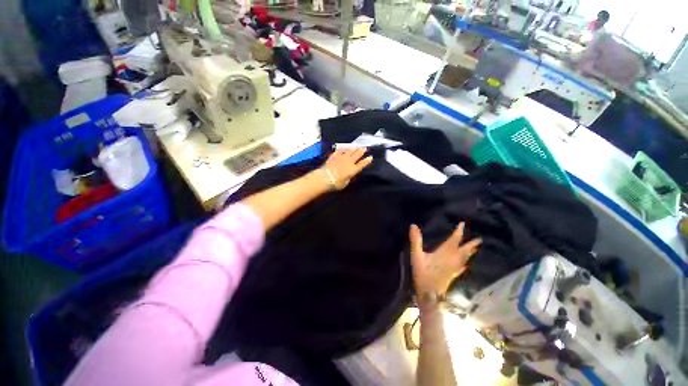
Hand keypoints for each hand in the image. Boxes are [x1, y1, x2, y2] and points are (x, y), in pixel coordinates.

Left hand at [321, 148, 372, 189]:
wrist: (325, 177)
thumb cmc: (336, 183)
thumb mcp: (346, 183)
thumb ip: (349, 177)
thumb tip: (350, 174)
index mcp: (353, 170)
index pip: (362, 164)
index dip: (366, 161)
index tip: (370, 157)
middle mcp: (349, 162)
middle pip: (357, 155)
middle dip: (361, 151)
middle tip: (364, 148)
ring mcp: (341, 158)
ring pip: (349, 151)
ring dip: (354, 148)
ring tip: (356, 146)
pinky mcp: (334, 156)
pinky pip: (340, 151)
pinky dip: (343, 149)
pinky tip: (344, 148)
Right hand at [409, 222, 481, 297]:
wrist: (429, 294)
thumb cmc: (423, 274)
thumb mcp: (417, 256)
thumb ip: (415, 240)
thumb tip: (413, 225)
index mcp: (444, 253)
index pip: (454, 240)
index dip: (458, 232)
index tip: (462, 224)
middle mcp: (452, 260)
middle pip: (463, 251)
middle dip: (471, 244)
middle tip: (479, 239)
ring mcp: (453, 268)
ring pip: (464, 258)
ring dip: (470, 252)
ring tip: (475, 249)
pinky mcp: (452, 275)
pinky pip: (461, 267)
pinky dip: (464, 263)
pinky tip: (465, 265)